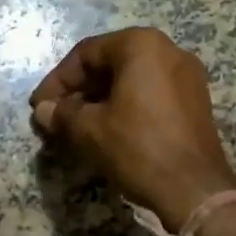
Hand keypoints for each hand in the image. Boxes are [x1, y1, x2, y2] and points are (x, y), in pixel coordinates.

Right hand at [29, 27, 235, 233]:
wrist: (195, 190)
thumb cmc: (138, 147)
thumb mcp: (89, 130)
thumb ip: (62, 114)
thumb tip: (43, 110)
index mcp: (141, 45)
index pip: (86, 53)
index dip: (57, 80)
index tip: (39, 106)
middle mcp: (168, 49)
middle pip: (111, 62)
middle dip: (80, 90)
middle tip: (57, 116)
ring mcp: (187, 75)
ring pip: (131, 78)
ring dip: (101, 99)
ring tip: (79, 126)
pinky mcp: (196, 101)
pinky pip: (152, 92)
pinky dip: (127, 105)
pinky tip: (109, 130)